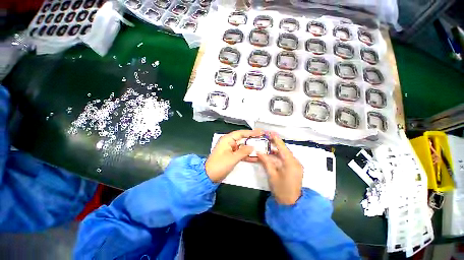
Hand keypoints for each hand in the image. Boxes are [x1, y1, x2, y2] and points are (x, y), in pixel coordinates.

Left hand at [206, 129, 263, 182]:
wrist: (209, 176)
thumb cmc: (219, 165)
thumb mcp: (233, 158)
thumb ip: (243, 151)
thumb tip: (252, 146)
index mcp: (227, 140)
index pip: (241, 133)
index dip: (251, 132)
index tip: (260, 132)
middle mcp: (228, 142)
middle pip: (242, 139)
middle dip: (252, 140)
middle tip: (262, 139)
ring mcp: (230, 149)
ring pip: (242, 146)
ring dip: (250, 148)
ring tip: (261, 148)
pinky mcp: (231, 155)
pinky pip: (240, 153)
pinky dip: (246, 155)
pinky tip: (255, 157)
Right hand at [257, 132, 302, 204]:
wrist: (292, 203)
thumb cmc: (281, 189)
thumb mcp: (272, 174)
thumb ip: (266, 161)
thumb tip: (259, 152)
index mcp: (290, 163)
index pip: (282, 148)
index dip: (276, 140)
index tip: (270, 133)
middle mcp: (295, 162)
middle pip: (284, 150)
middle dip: (276, 144)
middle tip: (267, 138)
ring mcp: (296, 165)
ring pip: (285, 154)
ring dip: (277, 150)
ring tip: (268, 146)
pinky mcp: (295, 169)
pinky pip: (287, 159)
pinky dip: (279, 156)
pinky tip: (272, 155)